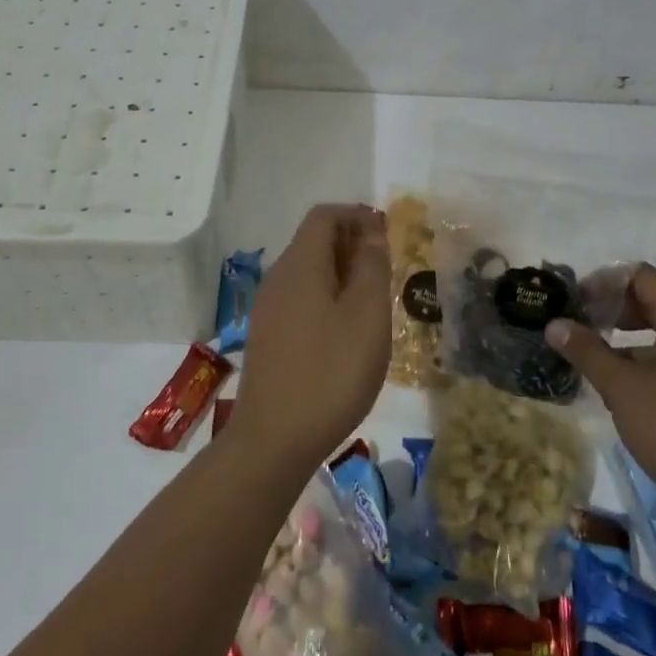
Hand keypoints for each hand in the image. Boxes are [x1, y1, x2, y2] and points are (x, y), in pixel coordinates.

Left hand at [229, 204, 391, 471]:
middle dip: (351, 244)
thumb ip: (372, 266)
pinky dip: (327, 298)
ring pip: (308, 272)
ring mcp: (268, 309)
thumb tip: (371, 230)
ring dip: (341, 273)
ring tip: (373, 301)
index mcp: (300, 264)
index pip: (325, 216)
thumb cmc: (331, 372)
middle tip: (387, 269)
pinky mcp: (267, 337)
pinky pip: (300, 299)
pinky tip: (346, 331)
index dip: (357, 215)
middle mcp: (278, 278)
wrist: (273, 440)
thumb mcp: (367, 315)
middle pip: (314, 241)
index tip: (387, 234)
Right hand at [544, 264, 655, 541]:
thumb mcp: (624, 390)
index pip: (640, 276)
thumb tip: (555, 324)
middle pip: (653, 301)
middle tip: (578, 328)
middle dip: (612, 310)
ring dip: (626, 339)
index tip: (574, 303)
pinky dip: (646, 363)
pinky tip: (623, 391)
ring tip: (593, 359)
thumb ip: (588, 352)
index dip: (603, 282)